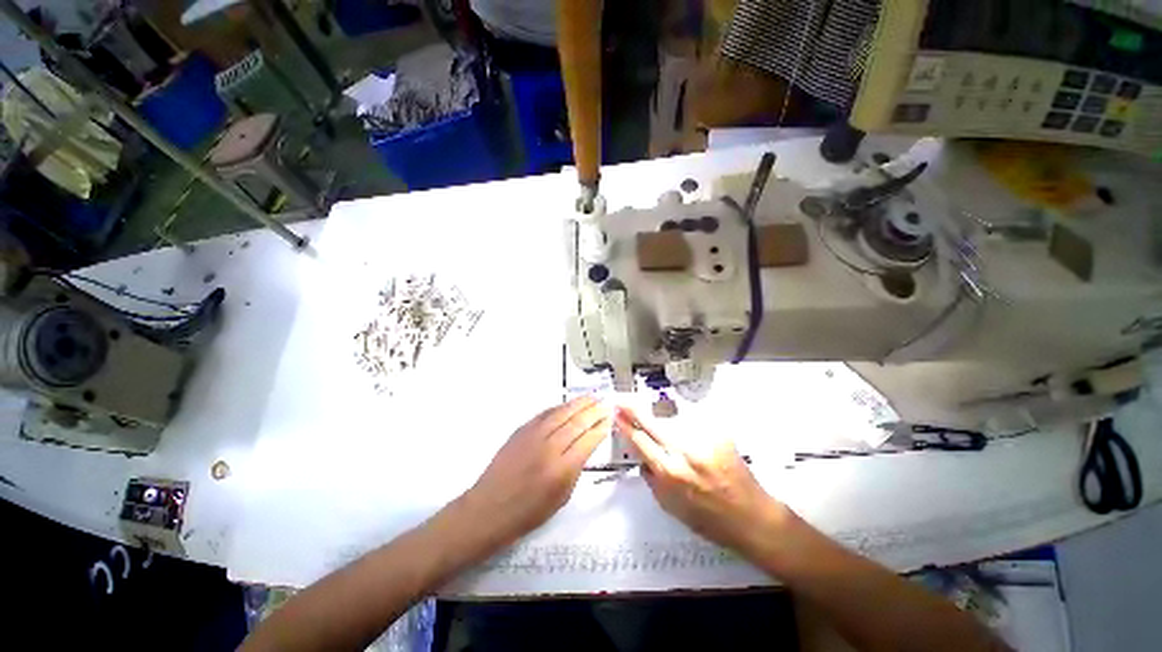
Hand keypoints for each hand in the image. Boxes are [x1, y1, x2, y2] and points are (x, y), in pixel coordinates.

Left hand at [458, 396, 611, 551]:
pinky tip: (567, 405)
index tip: (609, 420)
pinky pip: (544, 413)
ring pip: (561, 413)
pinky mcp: (521, 430)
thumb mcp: (561, 497)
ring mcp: (533, 436)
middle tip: (604, 403)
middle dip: (593, 411)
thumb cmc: (528, 512)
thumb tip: (587, 444)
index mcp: (561, 470)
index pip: (587, 440)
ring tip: (591, 397)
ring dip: (578, 403)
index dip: (600, 428)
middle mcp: (549, 448)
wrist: (489, 508)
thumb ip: (576, 468)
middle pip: (576, 422)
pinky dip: (559, 407)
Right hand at [617, 407, 788, 557]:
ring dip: (662, 419)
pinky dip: (687, 425)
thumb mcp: (671, 507)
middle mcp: (684, 452)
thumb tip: (642, 458)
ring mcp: (703, 440)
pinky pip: (694, 423)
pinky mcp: (719, 434)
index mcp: (669, 473)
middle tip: (623, 401)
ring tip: (661, 422)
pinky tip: (691, 436)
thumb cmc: (709, 519)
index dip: (626, 426)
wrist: (752, 517)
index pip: (639, 441)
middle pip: (652, 423)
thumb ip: (652, 480)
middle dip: (634, 410)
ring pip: (672, 420)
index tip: (616, 414)